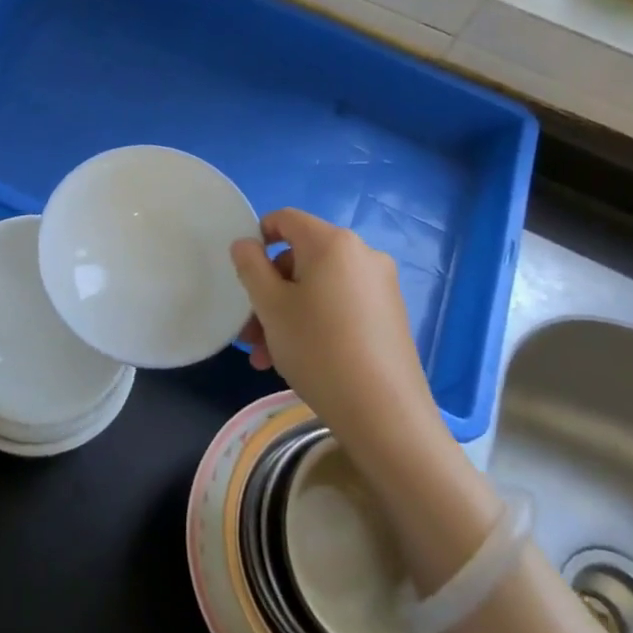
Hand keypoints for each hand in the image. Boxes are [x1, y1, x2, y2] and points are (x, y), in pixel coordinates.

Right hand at [230, 209, 439, 455]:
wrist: (384, 413)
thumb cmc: (317, 348)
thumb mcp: (270, 306)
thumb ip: (251, 266)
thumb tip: (246, 244)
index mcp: (332, 243)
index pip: (285, 219)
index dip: (258, 238)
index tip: (243, 273)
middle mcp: (362, 255)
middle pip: (301, 258)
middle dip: (269, 291)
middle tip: (251, 332)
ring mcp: (380, 286)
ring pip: (318, 288)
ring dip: (287, 314)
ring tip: (267, 356)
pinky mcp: (390, 315)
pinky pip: (340, 305)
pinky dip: (315, 322)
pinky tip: (299, 360)